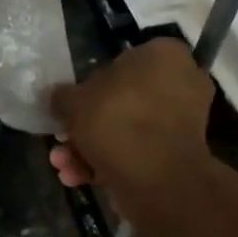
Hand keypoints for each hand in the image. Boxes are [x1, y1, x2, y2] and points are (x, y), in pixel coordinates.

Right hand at [49, 39, 213, 209]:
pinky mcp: (179, 155)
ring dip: (90, 148)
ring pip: (126, 129)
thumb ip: (60, 96)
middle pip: (120, 101)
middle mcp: (180, 82)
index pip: (120, 61)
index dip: (88, 86)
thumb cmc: (116, 122)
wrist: (157, 180)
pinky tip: (79, 178)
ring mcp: (182, 121)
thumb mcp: (73, 103)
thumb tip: (54, 96)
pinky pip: (139, 150)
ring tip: (63, 165)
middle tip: (61, 140)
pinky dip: (110, 163)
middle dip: (86, 126)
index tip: (70, 107)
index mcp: (162, 56)